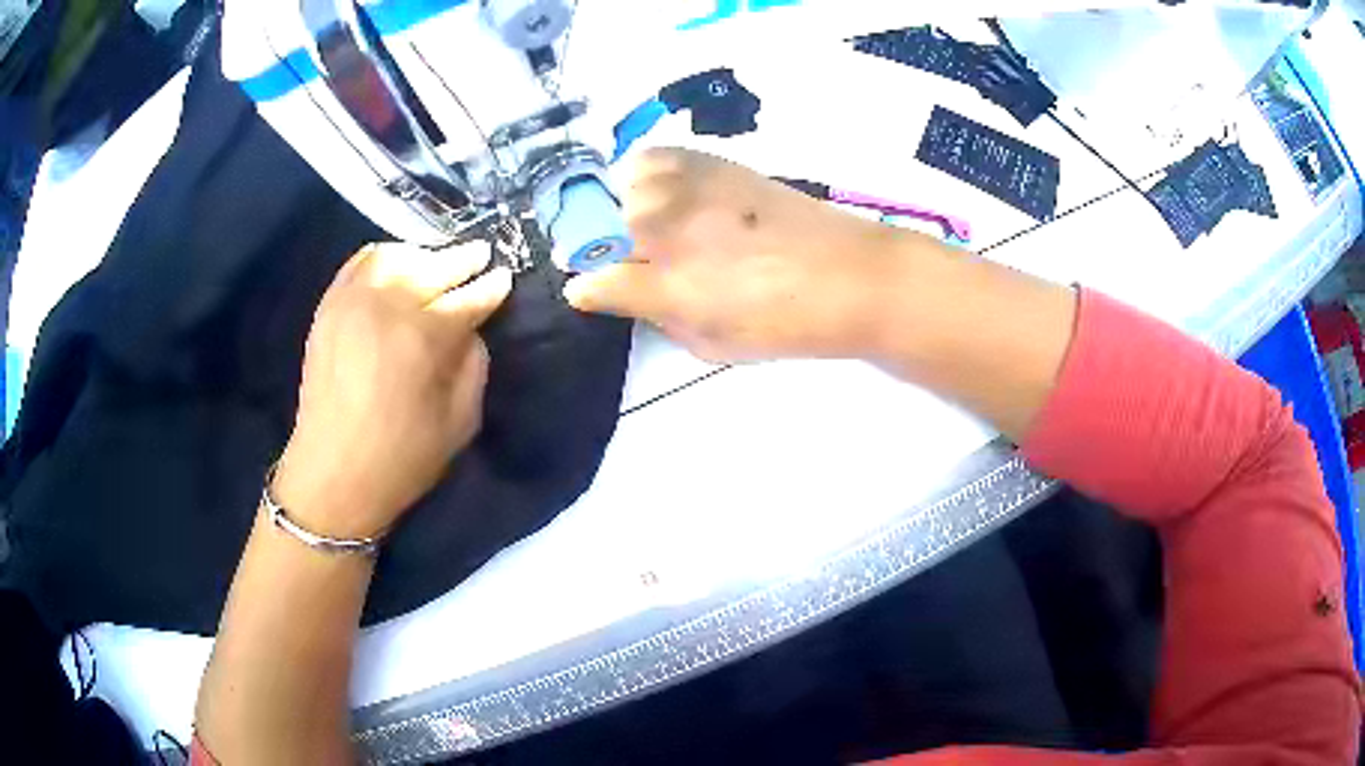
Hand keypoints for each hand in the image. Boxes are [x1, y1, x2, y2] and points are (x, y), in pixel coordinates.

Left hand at [273, 242, 511, 539]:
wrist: (332, 475)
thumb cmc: (401, 459)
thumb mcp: (459, 423)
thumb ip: (474, 367)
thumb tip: (472, 331)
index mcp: (424, 337)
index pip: (469, 297)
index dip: (492, 288)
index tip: (505, 278)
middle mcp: (388, 306)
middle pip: (435, 266)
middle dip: (464, 261)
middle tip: (482, 256)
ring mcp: (353, 301)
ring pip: (397, 256)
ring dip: (424, 256)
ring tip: (437, 264)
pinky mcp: (329, 308)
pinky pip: (359, 264)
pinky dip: (382, 257)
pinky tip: (395, 266)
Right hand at [565, 148, 898, 361]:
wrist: (851, 276)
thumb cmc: (787, 325)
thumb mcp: (713, 344)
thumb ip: (657, 316)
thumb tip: (620, 294)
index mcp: (670, 287)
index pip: (596, 281)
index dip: (587, 286)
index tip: (588, 288)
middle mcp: (671, 230)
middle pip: (600, 226)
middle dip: (601, 246)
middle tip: (624, 259)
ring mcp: (691, 188)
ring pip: (621, 187)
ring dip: (619, 207)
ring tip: (642, 223)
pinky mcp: (715, 163)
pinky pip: (655, 157)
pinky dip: (646, 173)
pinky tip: (663, 191)